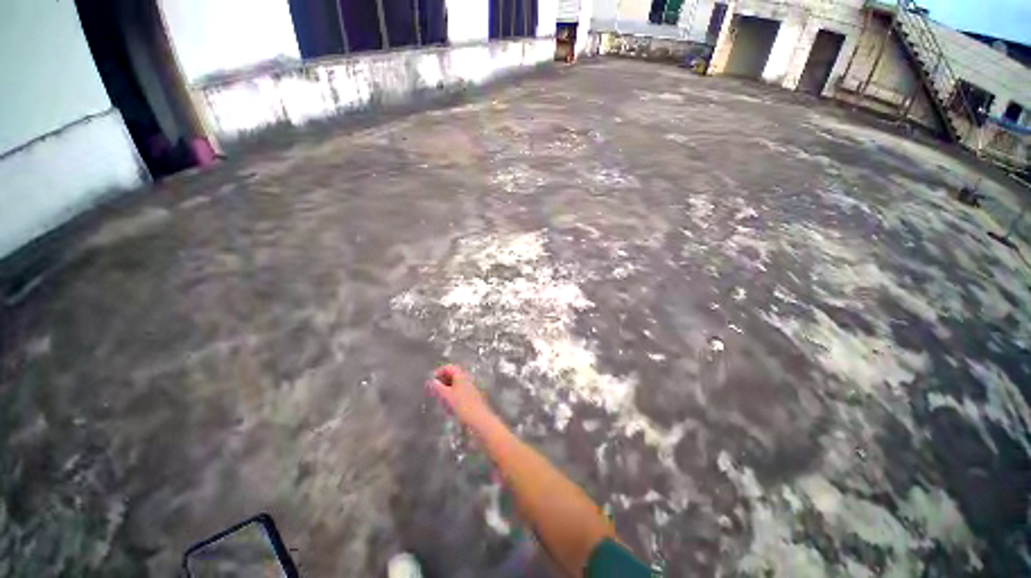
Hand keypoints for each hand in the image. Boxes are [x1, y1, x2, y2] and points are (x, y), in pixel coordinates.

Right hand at [428, 365, 493, 427]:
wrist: (478, 418)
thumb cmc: (462, 405)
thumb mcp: (447, 396)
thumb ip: (438, 387)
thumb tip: (432, 381)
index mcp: (461, 375)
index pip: (448, 368)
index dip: (438, 372)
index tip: (430, 381)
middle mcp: (466, 378)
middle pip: (452, 375)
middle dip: (442, 382)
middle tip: (433, 390)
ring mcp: (470, 387)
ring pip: (455, 384)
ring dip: (446, 389)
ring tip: (440, 399)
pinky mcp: (471, 395)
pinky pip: (459, 392)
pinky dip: (451, 395)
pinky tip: (448, 406)